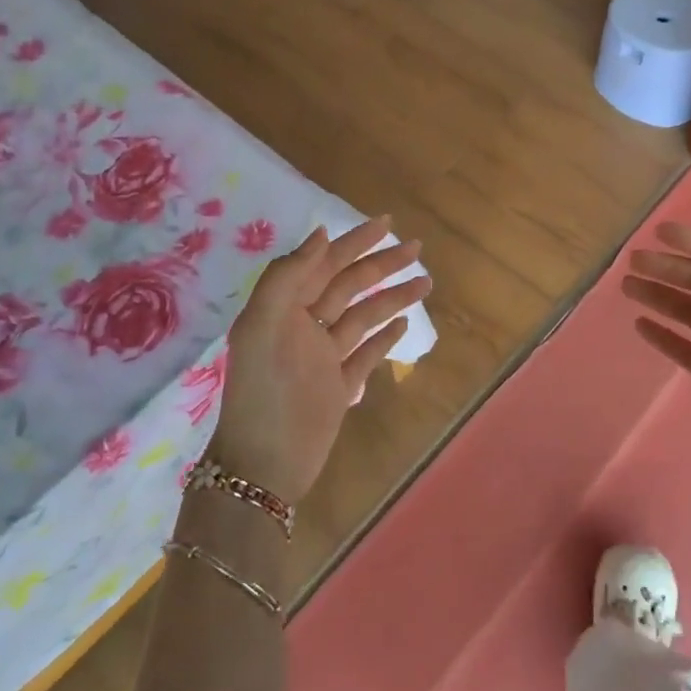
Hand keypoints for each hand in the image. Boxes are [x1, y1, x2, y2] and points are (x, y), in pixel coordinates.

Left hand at [206, 216, 428, 505]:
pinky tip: (404, 323)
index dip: (355, 242)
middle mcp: (305, 326)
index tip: (387, 224)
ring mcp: (324, 357)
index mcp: (285, 308)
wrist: (264, 466)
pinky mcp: (339, 387)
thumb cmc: (264, 392)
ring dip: (393, 297)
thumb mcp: (264, 326)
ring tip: (426, 281)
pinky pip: (366, 353)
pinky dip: (385, 336)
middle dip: (382, 264)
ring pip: (364, 316)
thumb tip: (321, 235)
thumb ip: (287, 276)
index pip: (325, 264)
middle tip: (417, 248)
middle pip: (349, 285)